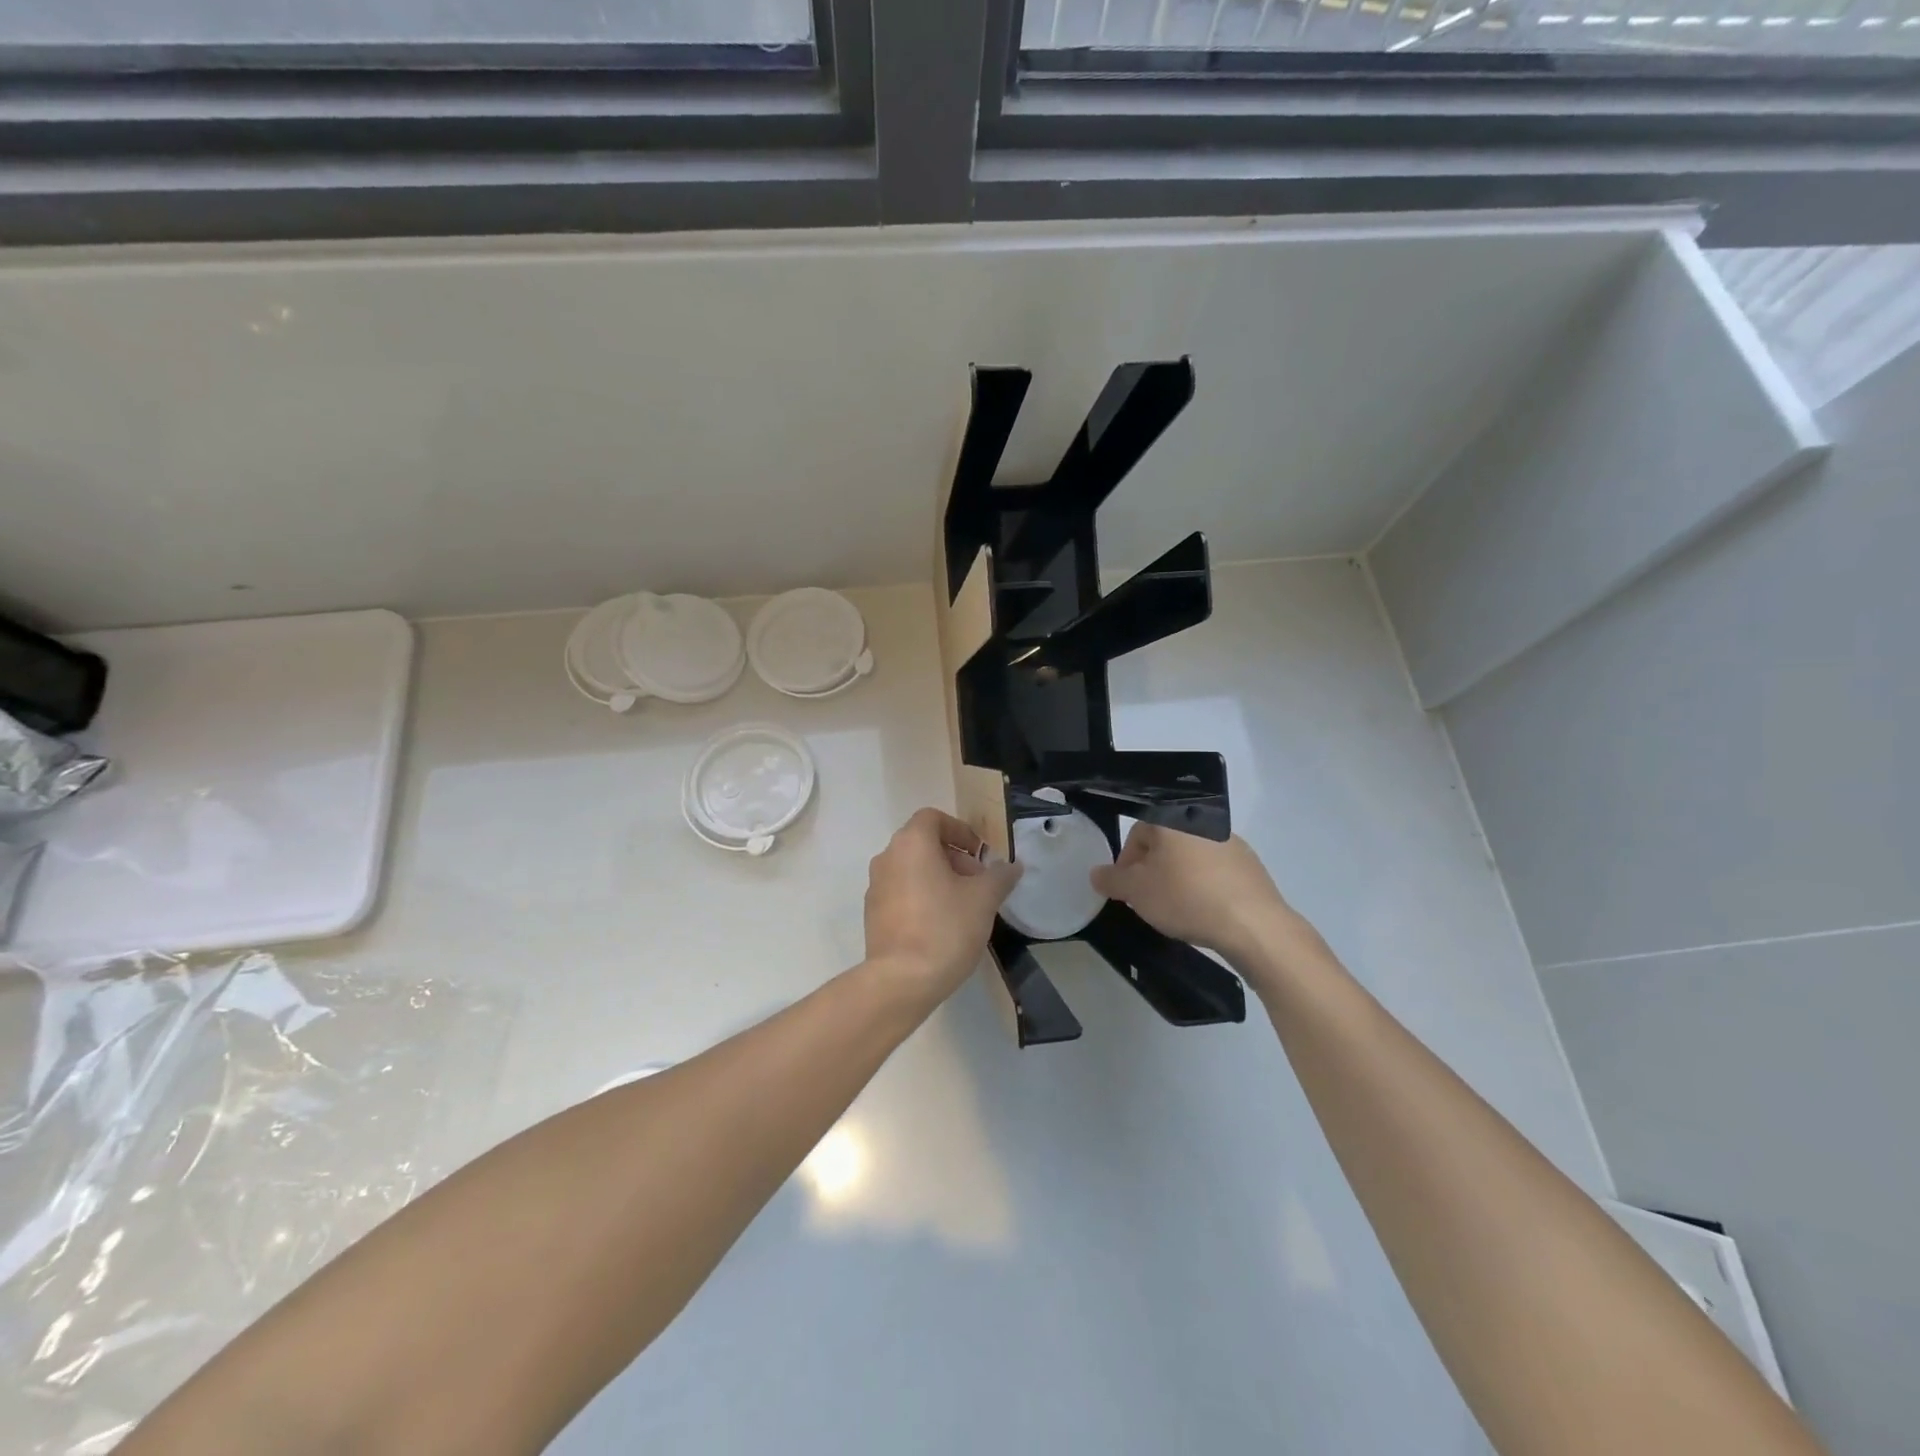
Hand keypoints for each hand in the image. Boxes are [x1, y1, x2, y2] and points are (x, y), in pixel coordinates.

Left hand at [864, 808, 1021, 1000]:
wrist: (901, 980)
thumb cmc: (945, 928)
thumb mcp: (984, 899)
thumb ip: (1000, 876)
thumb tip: (1012, 866)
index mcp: (911, 843)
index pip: (933, 818)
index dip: (960, 831)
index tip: (979, 855)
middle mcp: (887, 857)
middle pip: (923, 843)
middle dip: (954, 857)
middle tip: (978, 883)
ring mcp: (875, 886)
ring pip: (912, 868)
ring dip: (938, 877)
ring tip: (964, 906)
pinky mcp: (872, 913)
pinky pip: (901, 892)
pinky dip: (922, 896)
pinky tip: (941, 925)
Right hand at [1091, 824, 1295, 962]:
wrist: (1252, 923)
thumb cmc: (1185, 898)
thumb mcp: (1136, 892)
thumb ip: (1111, 879)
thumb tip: (1097, 873)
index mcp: (1171, 820)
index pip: (1137, 833)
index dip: (1126, 863)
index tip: (1128, 890)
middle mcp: (1201, 821)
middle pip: (1165, 844)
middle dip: (1153, 870)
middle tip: (1149, 900)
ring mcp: (1230, 841)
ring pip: (1190, 857)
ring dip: (1179, 877)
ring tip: (1177, 908)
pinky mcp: (1251, 864)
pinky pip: (1216, 870)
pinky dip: (1205, 885)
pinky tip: (1205, 910)